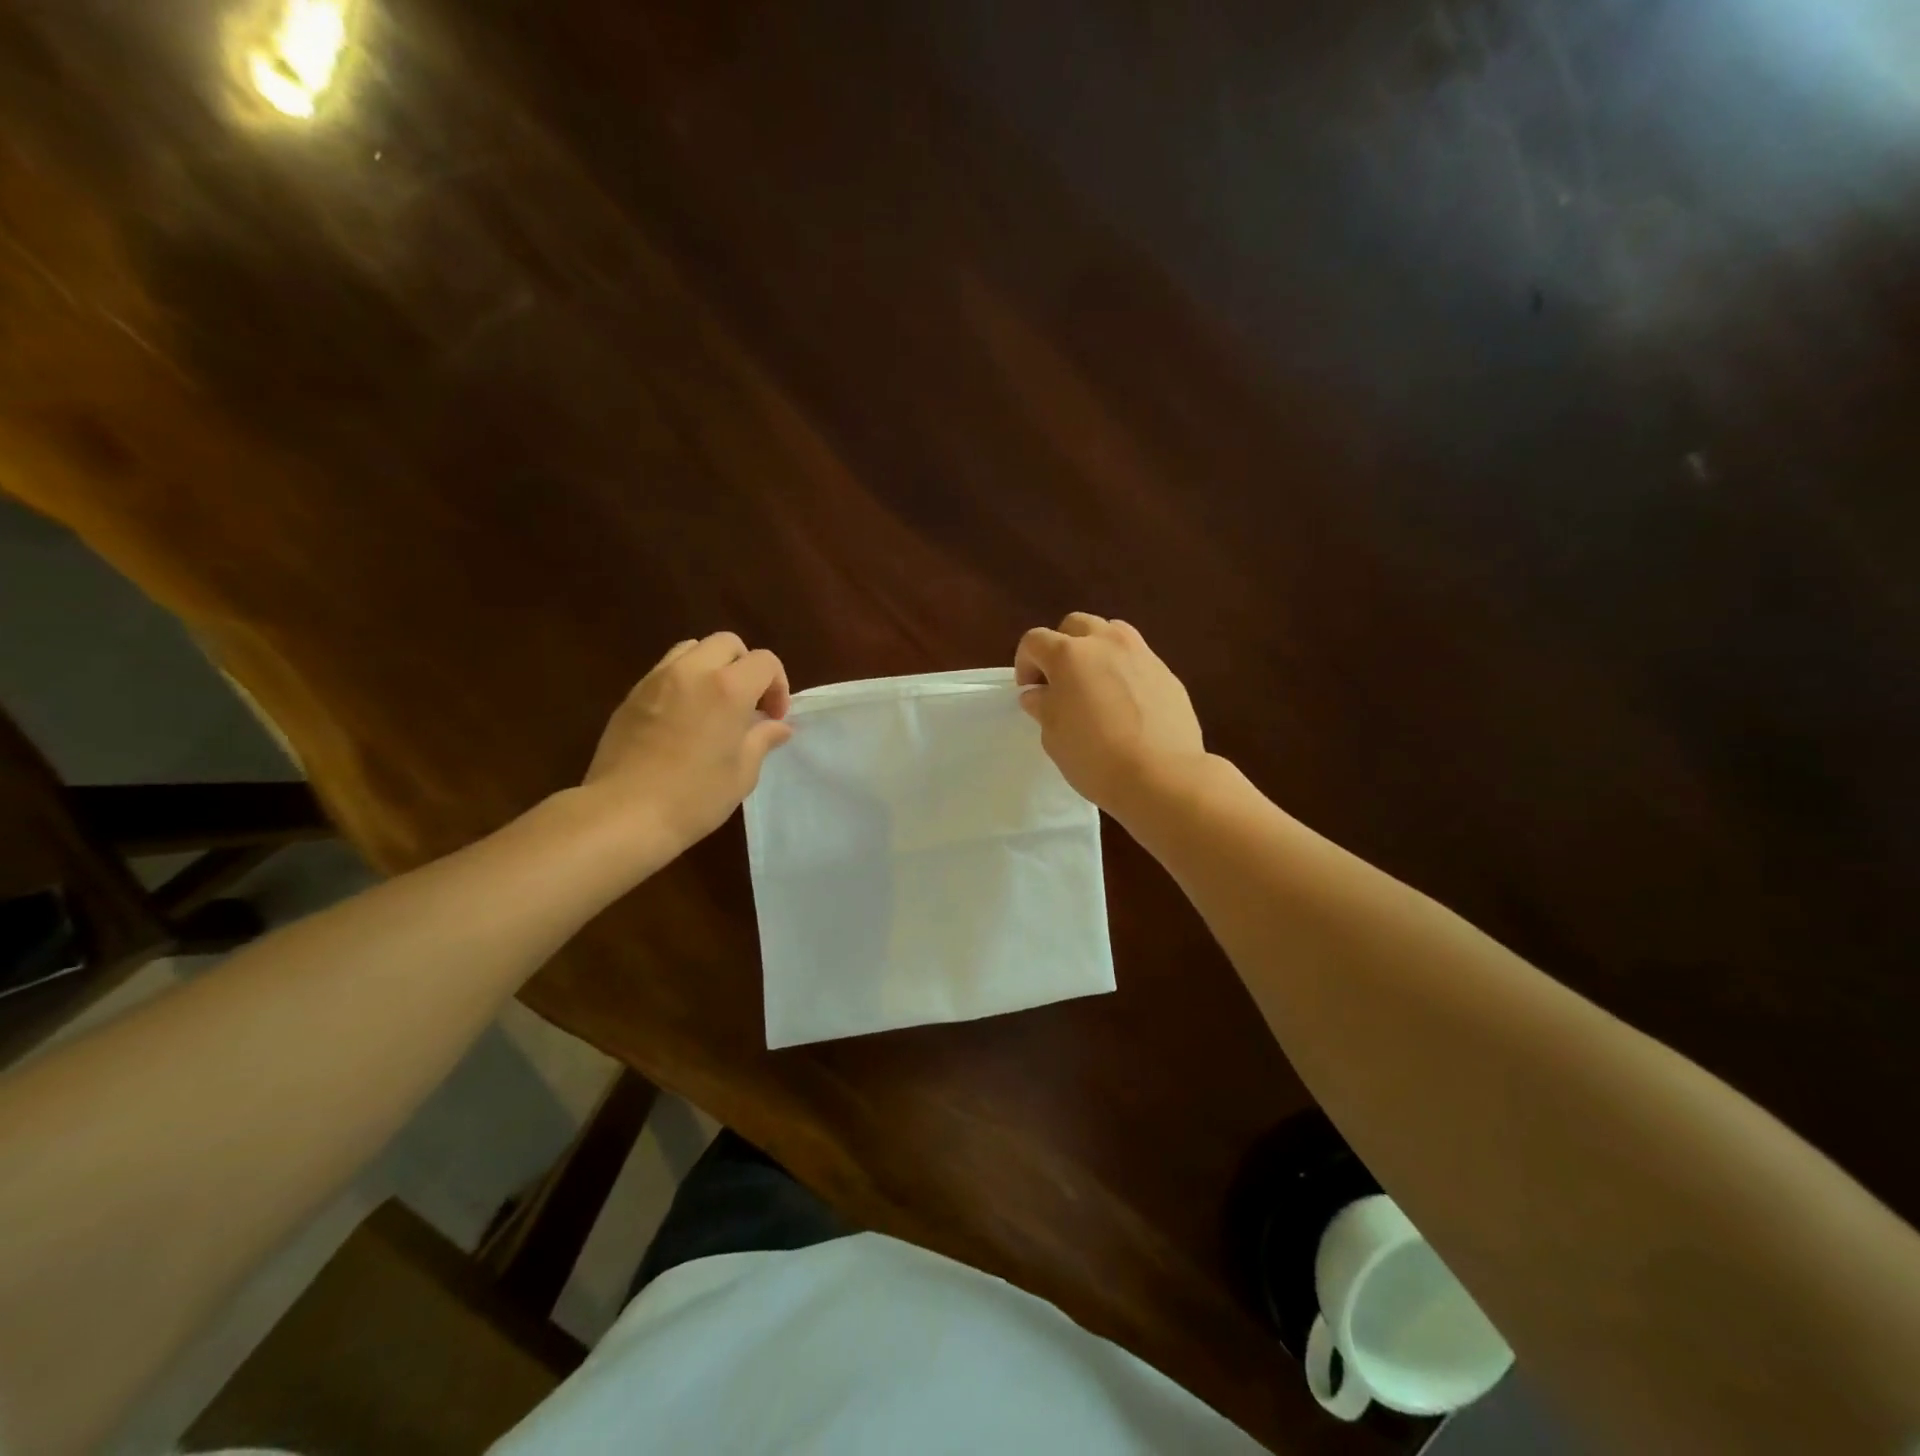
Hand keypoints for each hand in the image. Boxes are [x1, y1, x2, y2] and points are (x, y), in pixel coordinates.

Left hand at [580, 632, 793, 859]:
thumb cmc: (695, 797)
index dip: (778, 685)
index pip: (765, 661)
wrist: (624, 814)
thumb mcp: (742, 772)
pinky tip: (683, 718)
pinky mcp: (632, 695)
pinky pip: (666, 670)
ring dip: (712, 667)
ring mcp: (657, 679)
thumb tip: (777, 726)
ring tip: (714, 704)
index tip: (773, 718)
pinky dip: (684, 681)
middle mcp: (692, 672)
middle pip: (728, 643)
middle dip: (746, 667)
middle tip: (748, 704)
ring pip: (693, 649)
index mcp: (728, 688)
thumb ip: (762, 739)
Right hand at [1014, 613, 1205, 817]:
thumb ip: (1043, 706)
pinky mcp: (1167, 672)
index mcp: (1069, 655)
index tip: (1030, 691)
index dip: (1025, 663)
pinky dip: (1124, 670)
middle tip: (1060, 682)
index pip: (1035, 641)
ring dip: (1095, 650)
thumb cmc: (1095, 757)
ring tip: (1095, 685)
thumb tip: (1039, 693)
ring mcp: (1141, 654)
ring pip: (1111, 633)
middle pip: (1075, 625)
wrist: (1162, 775)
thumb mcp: (1054, 736)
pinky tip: (1125, 704)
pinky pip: (1137, 659)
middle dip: (1061, 647)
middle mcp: (1106, 643)